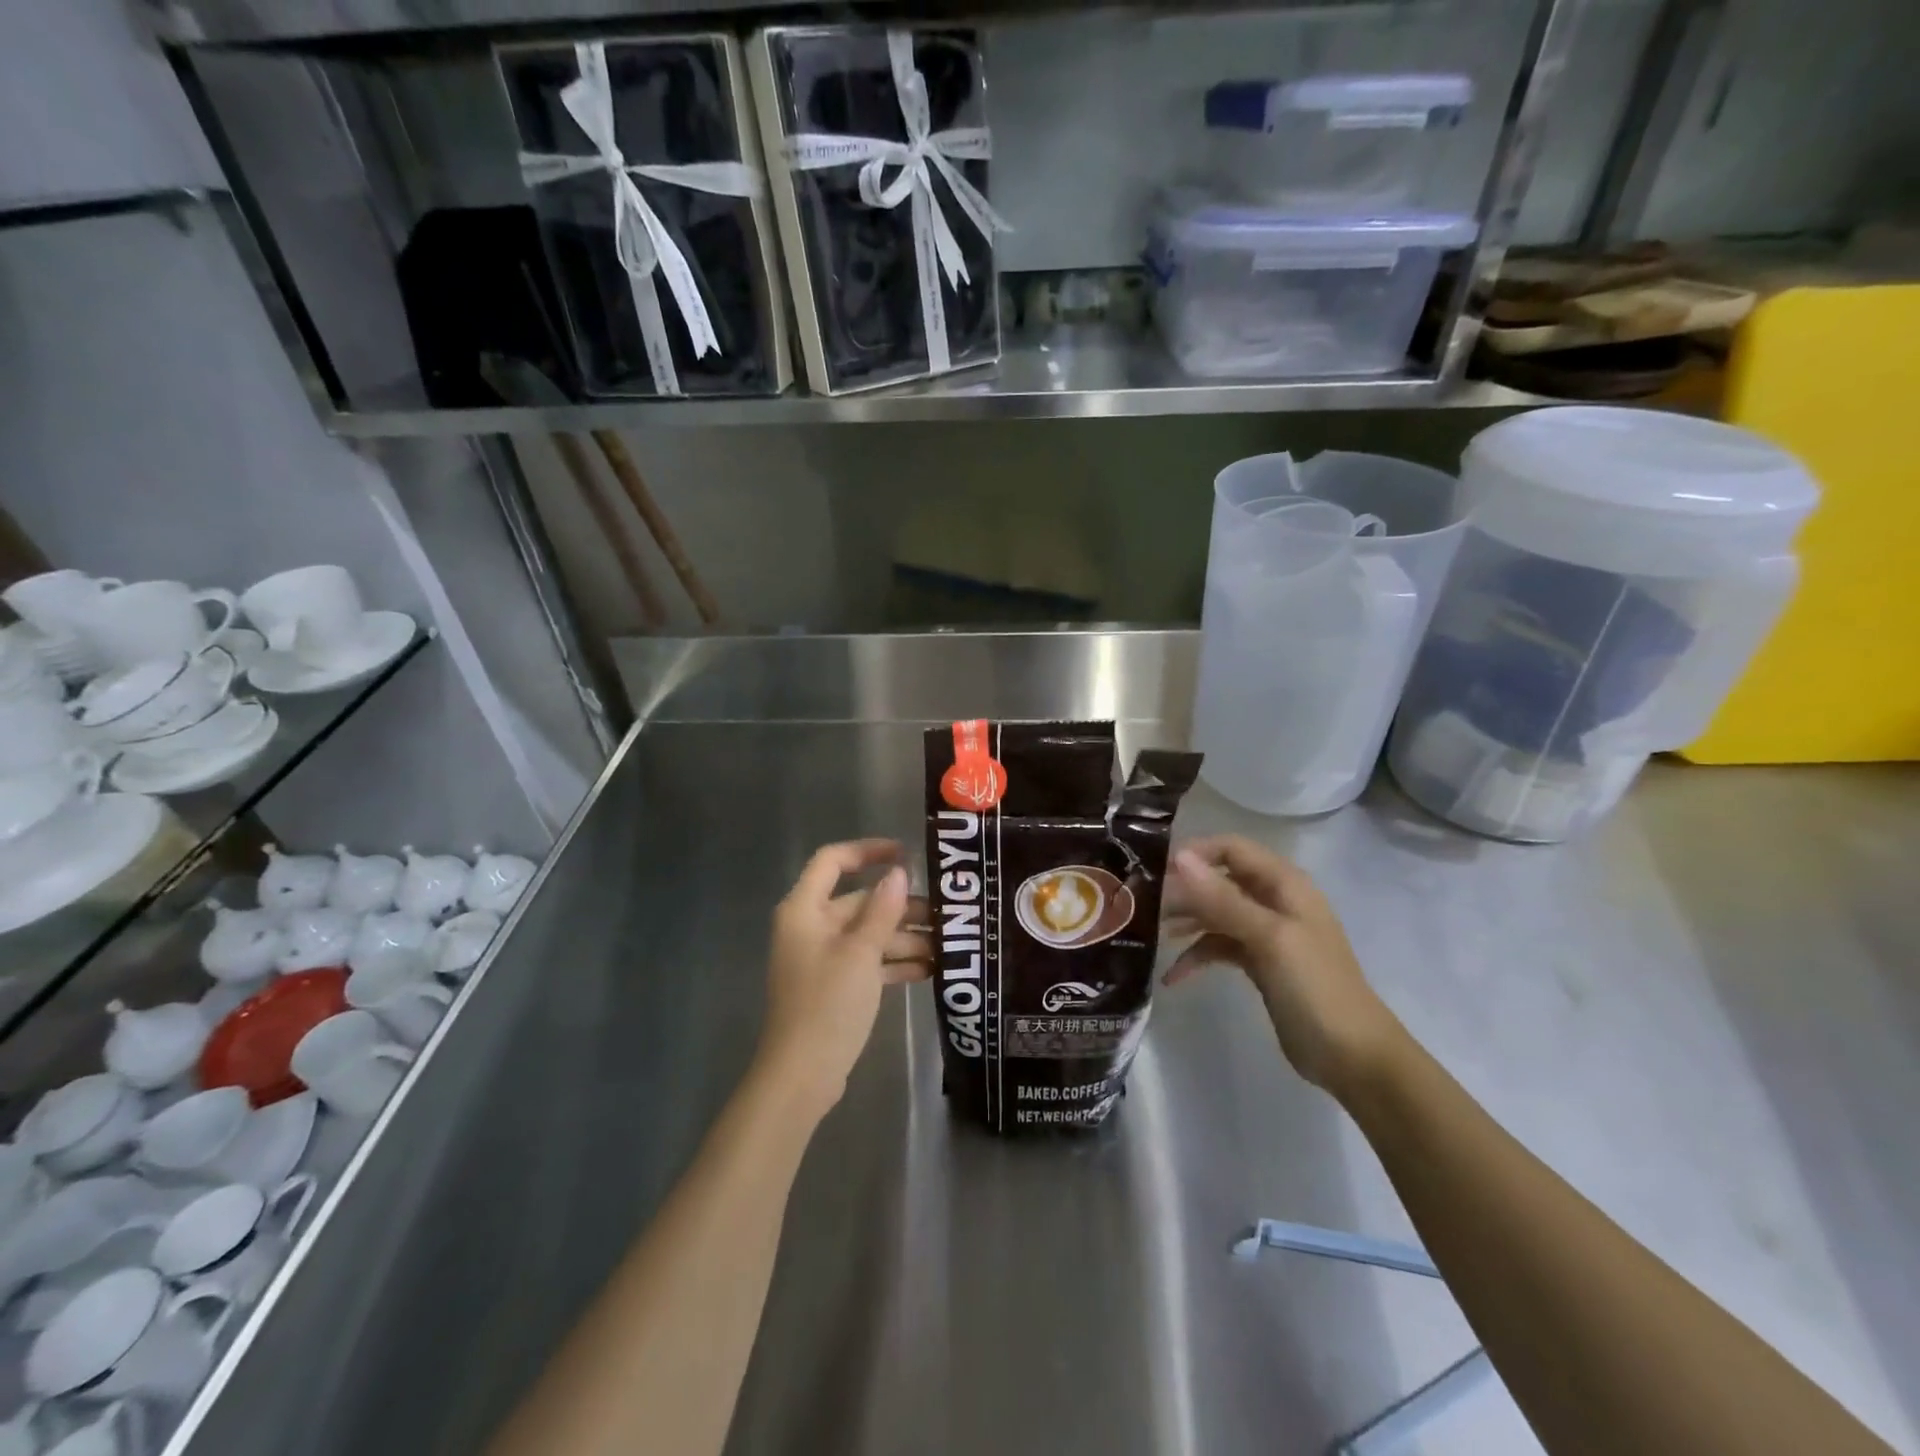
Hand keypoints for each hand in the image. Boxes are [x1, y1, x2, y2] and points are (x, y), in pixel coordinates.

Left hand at [756, 839, 930, 1117]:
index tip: (906, 855)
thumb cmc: (827, 1004)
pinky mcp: (835, 985)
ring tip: (946, 946)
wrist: (802, 1076)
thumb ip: (882, 910)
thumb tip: (899, 873)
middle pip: (859, 902)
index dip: (868, 851)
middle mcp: (811, 927)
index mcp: (804, 910)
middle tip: (944, 915)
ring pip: (868, 934)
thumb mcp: (861, 953)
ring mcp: (823, 958)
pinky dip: (894, 963)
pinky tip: (930, 971)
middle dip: (901, 908)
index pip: (832, 861)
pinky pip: (868, 961)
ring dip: (904, 938)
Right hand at [1163, 836, 1401, 1092]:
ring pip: (1216, 913)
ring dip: (1186, 921)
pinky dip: (1197, 956)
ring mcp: (1266, 933)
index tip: (1154, 870)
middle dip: (1183, 890)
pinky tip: (1173, 976)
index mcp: (1284, 884)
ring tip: (1150, 935)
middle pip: (1219, 880)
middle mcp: (1274, 900)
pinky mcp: (1259, 962)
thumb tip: (1179, 857)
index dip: (1194, 853)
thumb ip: (1222, 898)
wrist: (1353, 1057)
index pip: (1230, 849)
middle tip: (1143, 906)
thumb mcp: (1268, 938)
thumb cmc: (1315, 988)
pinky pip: (1219, 946)